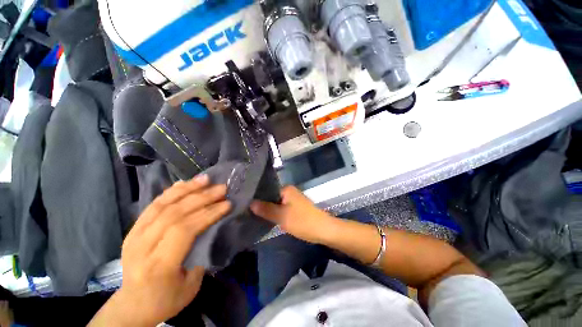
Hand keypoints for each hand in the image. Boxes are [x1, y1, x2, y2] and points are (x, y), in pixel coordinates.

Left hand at [89, 175, 230, 326]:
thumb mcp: (191, 286)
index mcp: (158, 265)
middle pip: (174, 213)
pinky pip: (153, 204)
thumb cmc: (165, 299)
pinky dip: (171, 192)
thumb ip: (200, 254)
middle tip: (222, 188)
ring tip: (205, 179)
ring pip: (162, 204)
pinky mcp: (133, 229)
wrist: (131, 305)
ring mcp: (134, 235)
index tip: (227, 204)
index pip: (184, 230)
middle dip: (202, 197)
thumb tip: (212, 227)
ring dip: (187, 189)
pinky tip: (184, 183)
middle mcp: (142, 246)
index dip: (207, 214)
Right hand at [250, 186, 334, 243]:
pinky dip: (275, 213)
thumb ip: (266, 209)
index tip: (245, 205)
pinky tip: (267, 218)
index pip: (266, 190)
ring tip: (254, 215)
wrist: (323, 230)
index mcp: (286, 189)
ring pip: (276, 203)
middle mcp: (290, 191)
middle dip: (262, 205)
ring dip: (268, 209)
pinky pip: (282, 208)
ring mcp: (293, 199)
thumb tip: (250, 203)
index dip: (257, 198)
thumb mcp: (282, 216)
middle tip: (247, 212)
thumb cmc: (302, 221)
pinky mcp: (295, 207)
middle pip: (271, 197)